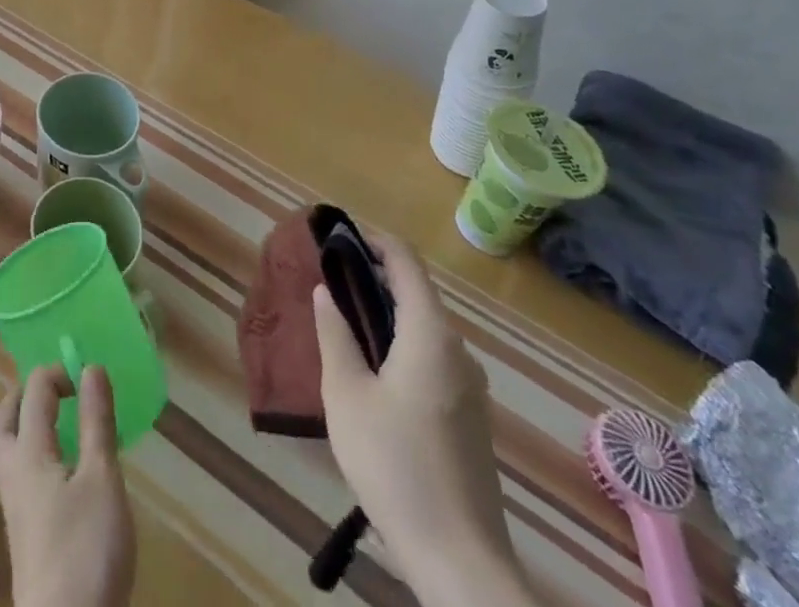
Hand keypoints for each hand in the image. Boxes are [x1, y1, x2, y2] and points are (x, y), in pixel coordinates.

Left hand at [0, 365, 136, 606]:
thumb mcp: (102, 478)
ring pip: (6, 449)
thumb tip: (91, 367)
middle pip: (4, 419)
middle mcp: (12, 473)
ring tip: (55, 421)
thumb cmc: (86, 549)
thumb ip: (96, 421)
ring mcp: (13, 507)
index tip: (90, 378)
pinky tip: (58, 469)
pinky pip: (17, 474)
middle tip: (56, 389)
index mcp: (29, 452)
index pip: (34, 392)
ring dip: (23, 424)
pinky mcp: (22, 534)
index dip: (60, 373)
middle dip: (25, 394)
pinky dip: (31, 453)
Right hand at [312, 231, 535, 605]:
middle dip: (374, 277)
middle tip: (330, 280)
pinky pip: (435, 359)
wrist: (460, 562)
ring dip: (388, 314)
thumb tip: (326, 291)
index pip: (405, 262)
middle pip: (417, 293)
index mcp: (430, 335)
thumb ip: (335, 334)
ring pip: (426, 329)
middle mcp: (458, 351)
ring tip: (346, 324)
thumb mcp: (346, 395)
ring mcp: (472, 387)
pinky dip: (403, 345)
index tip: (337, 236)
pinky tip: (376, 374)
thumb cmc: (394, 465)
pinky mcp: (473, 418)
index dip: (373, 240)